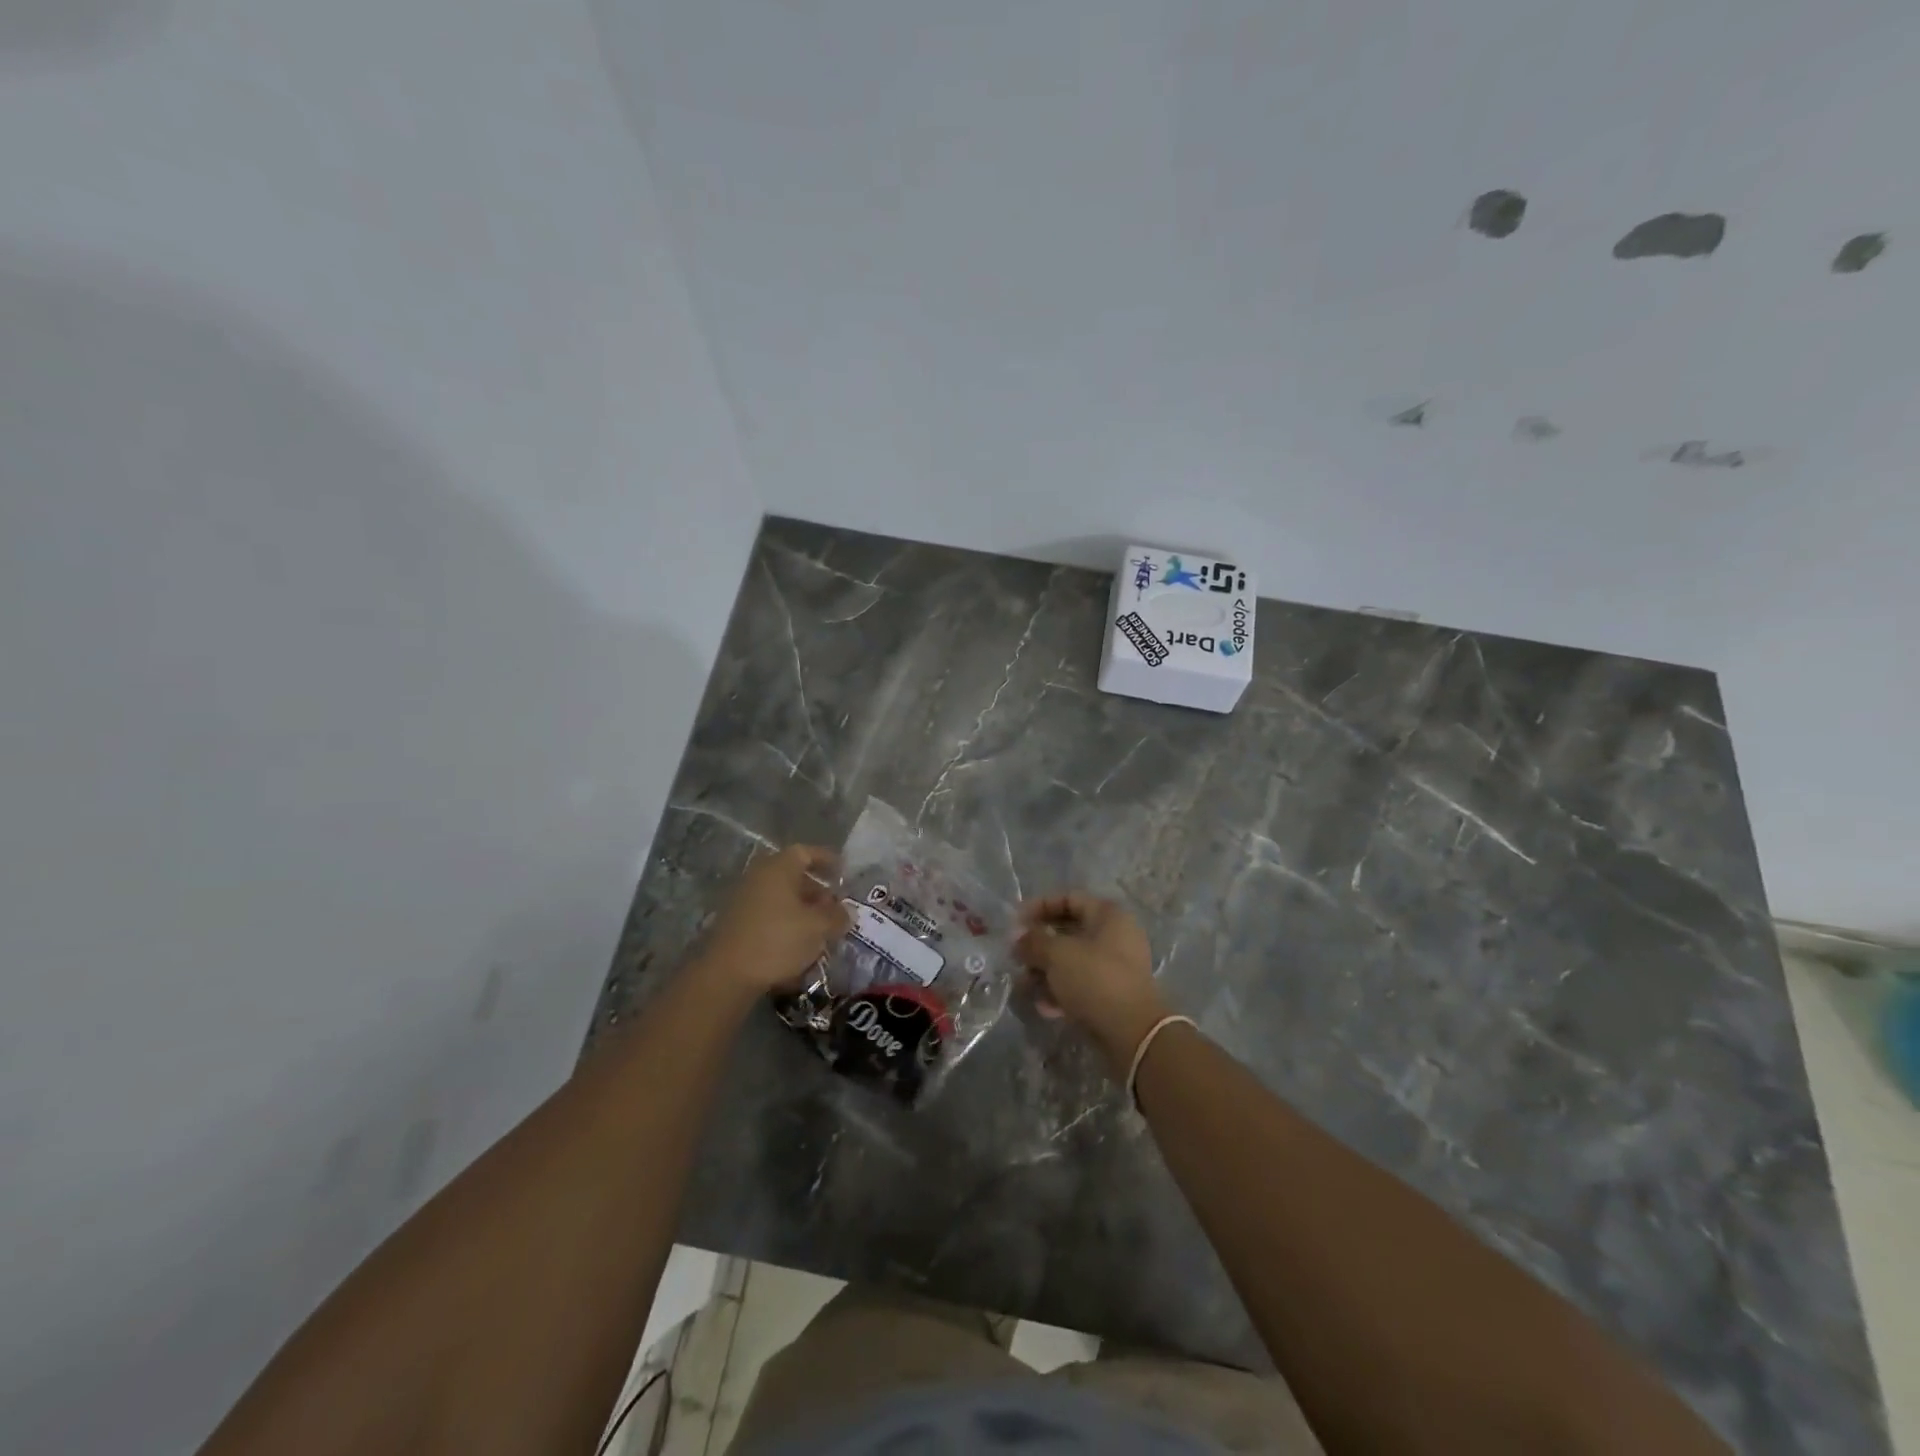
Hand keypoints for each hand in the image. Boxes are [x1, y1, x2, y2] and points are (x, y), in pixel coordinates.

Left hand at [696, 845, 849, 998]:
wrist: (727, 974)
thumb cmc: (778, 940)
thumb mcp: (818, 928)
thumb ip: (837, 916)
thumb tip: (846, 912)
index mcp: (779, 868)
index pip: (806, 852)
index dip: (827, 860)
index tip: (843, 872)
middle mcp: (759, 876)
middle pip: (793, 875)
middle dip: (817, 890)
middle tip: (834, 908)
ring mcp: (743, 899)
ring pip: (780, 897)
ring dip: (802, 909)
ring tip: (820, 930)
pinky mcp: (735, 923)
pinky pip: (768, 914)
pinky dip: (786, 922)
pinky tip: (798, 944)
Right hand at [1014, 893, 1169, 1072]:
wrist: (1133, 1033)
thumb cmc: (1095, 979)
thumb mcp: (1057, 954)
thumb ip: (1033, 941)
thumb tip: (1018, 937)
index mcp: (1108, 915)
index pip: (1068, 898)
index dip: (1039, 907)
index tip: (1015, 924)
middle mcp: (1115, 936)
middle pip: (1068, 931)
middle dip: (1038, 944)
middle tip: (1016, 957)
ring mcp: (1116, 967)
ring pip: (1072, 961)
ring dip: (1045, 971)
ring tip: (1024, 986)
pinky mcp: (1113, 994)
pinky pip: (1080, 984)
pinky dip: (1061, 991)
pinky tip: (1044, 1007)